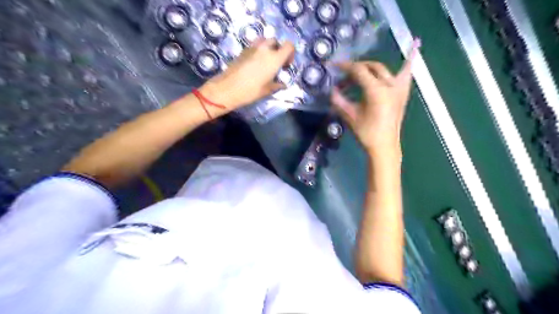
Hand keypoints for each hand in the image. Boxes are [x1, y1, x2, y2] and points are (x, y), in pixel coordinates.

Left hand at [202, 37, 295, 109]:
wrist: (227, 88)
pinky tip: (255, 64)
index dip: (290, 53)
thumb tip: (282, 85)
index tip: (286, 64)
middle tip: (276, 63)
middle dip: (278, 50)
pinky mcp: (243, 50)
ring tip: (265, 61)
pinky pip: (254, 45)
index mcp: (274, 58)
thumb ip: (277, 85)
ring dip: (268, 48)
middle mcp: (264, 49)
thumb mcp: (267, 90)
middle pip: (276, 41)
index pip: (289, 45)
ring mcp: (252, 48)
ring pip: (264, 41)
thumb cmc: (250, 91)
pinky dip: (258, 51)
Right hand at [331, 39, 418, 160]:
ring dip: (371, 67)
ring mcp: (399, 88)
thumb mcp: (350, 116)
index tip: (334, 66)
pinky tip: (416, 43)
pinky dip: (410, 58)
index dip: (345, 67)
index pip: (359, 71)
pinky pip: (407, 73)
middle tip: (344, 78)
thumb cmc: (366, 133)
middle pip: (371, 67)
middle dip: (356, 69)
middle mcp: (389, 85)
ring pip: (384, 69)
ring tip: (360, 69)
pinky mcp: (403, 93)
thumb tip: (332, 90)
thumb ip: (339, 100)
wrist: (384, 146)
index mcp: (376, 90)